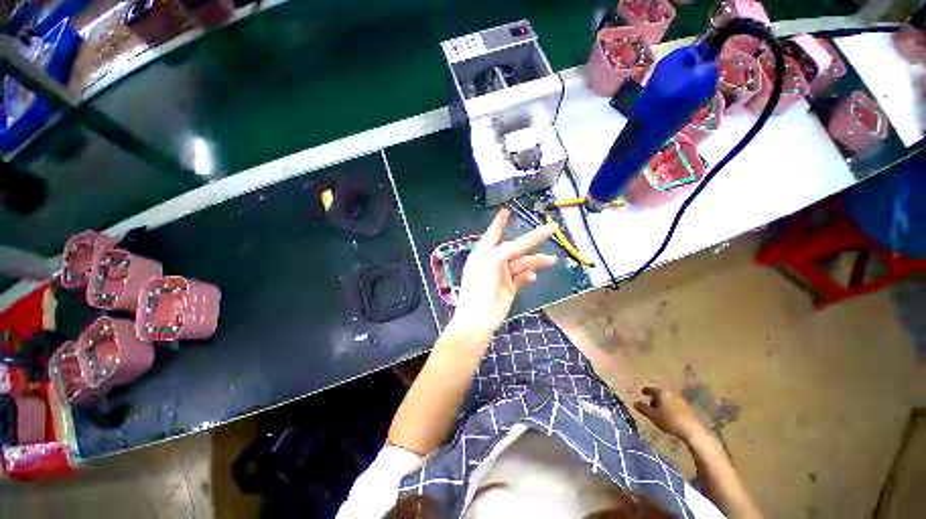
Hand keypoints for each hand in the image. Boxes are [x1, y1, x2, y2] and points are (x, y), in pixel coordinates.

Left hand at [446, 209, 557, 341]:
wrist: (479, 318)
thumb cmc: (479, 287)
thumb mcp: (490, 263)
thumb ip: (505, 251)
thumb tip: (519, 244)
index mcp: (484, 253)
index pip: (493, 234)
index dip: (499, 222)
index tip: (506, 211)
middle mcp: (493, 261)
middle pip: (515, 247)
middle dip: (532, 239)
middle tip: (551, 229)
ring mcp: (502, 275)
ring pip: (522, 263)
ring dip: (536, 261)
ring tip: (552, 260)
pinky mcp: (510, 288)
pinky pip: (522, 278)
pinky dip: (528, 276)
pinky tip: (533, 276)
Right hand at [634, 386, 708, 442]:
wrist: (691, 430)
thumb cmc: (669, 420)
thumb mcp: (652, 415)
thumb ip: (642, 408)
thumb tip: (635, 403)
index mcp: (661, 393)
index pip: (651, 389)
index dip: (645, 391)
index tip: (642, 392)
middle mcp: (671, 393)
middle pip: (660, 394)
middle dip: (655, 398)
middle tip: (650, 405)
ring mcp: (680, 400)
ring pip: (668, 399)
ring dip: (663, 404)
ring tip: (659, 412)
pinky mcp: (687, 408)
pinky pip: (675, 405)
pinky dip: (670, 408)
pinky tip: (669, 415)